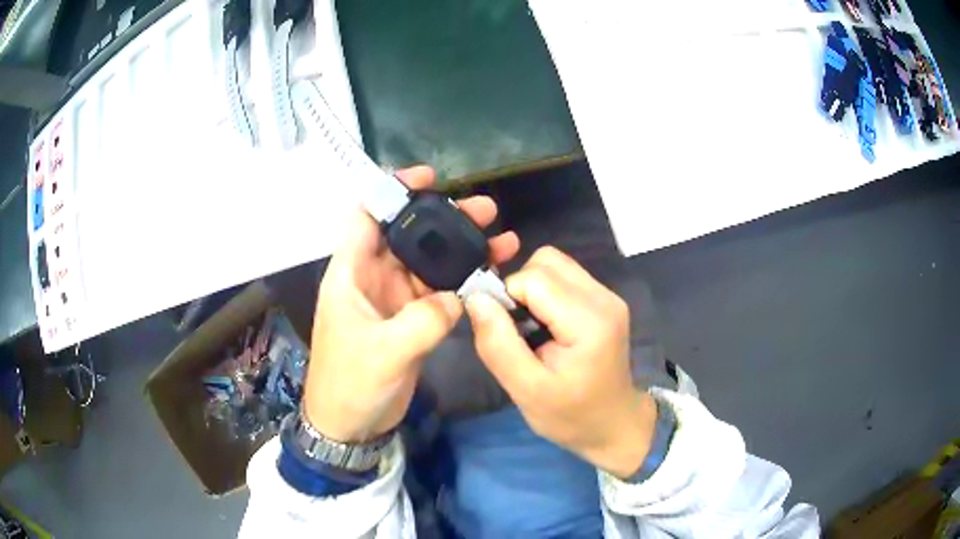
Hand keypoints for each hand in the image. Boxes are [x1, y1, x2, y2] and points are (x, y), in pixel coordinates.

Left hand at [304, 166, 519, 442]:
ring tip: (501, 238)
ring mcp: (394, 300)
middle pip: (409, 235)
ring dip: (461, 251)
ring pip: (429, 263)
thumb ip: (423, 320)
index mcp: (351, 274)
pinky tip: (490, 275)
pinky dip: (462, 283)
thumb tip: (460, 298)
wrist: (351, 425)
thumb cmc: (351, 384)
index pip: (367, 217)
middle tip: (485, 210)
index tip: (428, 178)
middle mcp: (373, 279)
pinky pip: (439, 293)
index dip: (393, 191)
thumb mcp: (383, 351)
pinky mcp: (411, 321)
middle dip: (444, 219)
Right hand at [466, 247, 656, 478]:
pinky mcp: (605, 299)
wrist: (614, 425)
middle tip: (518, 330)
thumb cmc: (570, 415)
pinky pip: (565, 277)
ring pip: (555, 264)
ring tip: (532, 328)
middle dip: (520, 288)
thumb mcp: (526, 390)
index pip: (535, 278)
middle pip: (546, 261)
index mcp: (590, 321)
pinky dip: (546, 293)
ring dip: (532, 289)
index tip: (505, 333)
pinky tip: (547, 325)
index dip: (507, 297)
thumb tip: (475, 297)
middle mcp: (604, 297)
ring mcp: (608, 296)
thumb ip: (498, 344)